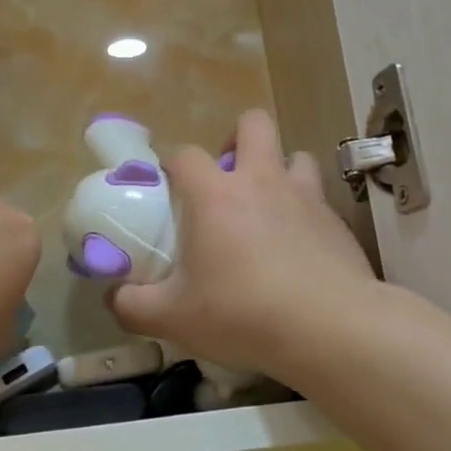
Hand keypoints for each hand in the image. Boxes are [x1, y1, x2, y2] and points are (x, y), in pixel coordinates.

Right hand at [111, 110, 376, 380]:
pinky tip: (299, 247)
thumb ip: (132, 304)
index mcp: (216, 194)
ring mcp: (306, 196)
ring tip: (268, 206)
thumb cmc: (242, 313)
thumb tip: (114, 297)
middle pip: (253, 123)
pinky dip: (305, 211)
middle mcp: (262, 180)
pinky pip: (318, 198)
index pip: (185, 154)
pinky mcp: (337, 221)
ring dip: (279, 170)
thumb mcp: (173, 318)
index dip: (171, 164)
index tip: (166, 187)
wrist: (329, 327)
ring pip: (295, 155)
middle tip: (226, 179)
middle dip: (238, 138)